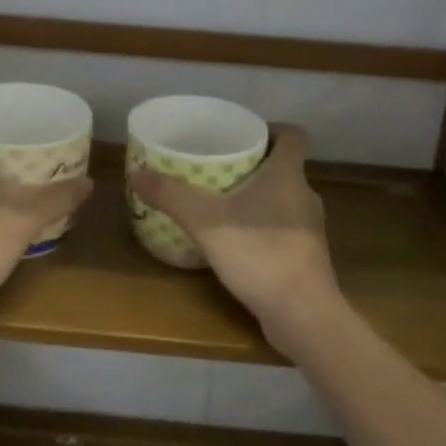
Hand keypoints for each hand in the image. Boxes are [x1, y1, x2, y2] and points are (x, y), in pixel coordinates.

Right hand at [126, 124, 344, 355]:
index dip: (272, 129)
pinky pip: (282, 230)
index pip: (293, 136)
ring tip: (221, 203)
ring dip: (257, 198)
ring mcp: (309, 230)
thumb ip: (170, 195)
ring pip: (283, 200)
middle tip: (217, 167)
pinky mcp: (306, 258)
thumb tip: (135, 173)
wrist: (303, 316)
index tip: (243, 134)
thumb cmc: (259, 253)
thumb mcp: (204, 220)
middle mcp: (304, 195)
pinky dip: (261, 228)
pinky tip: (236, 242)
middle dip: (253, 165)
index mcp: (288, 174)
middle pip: (283, 168)